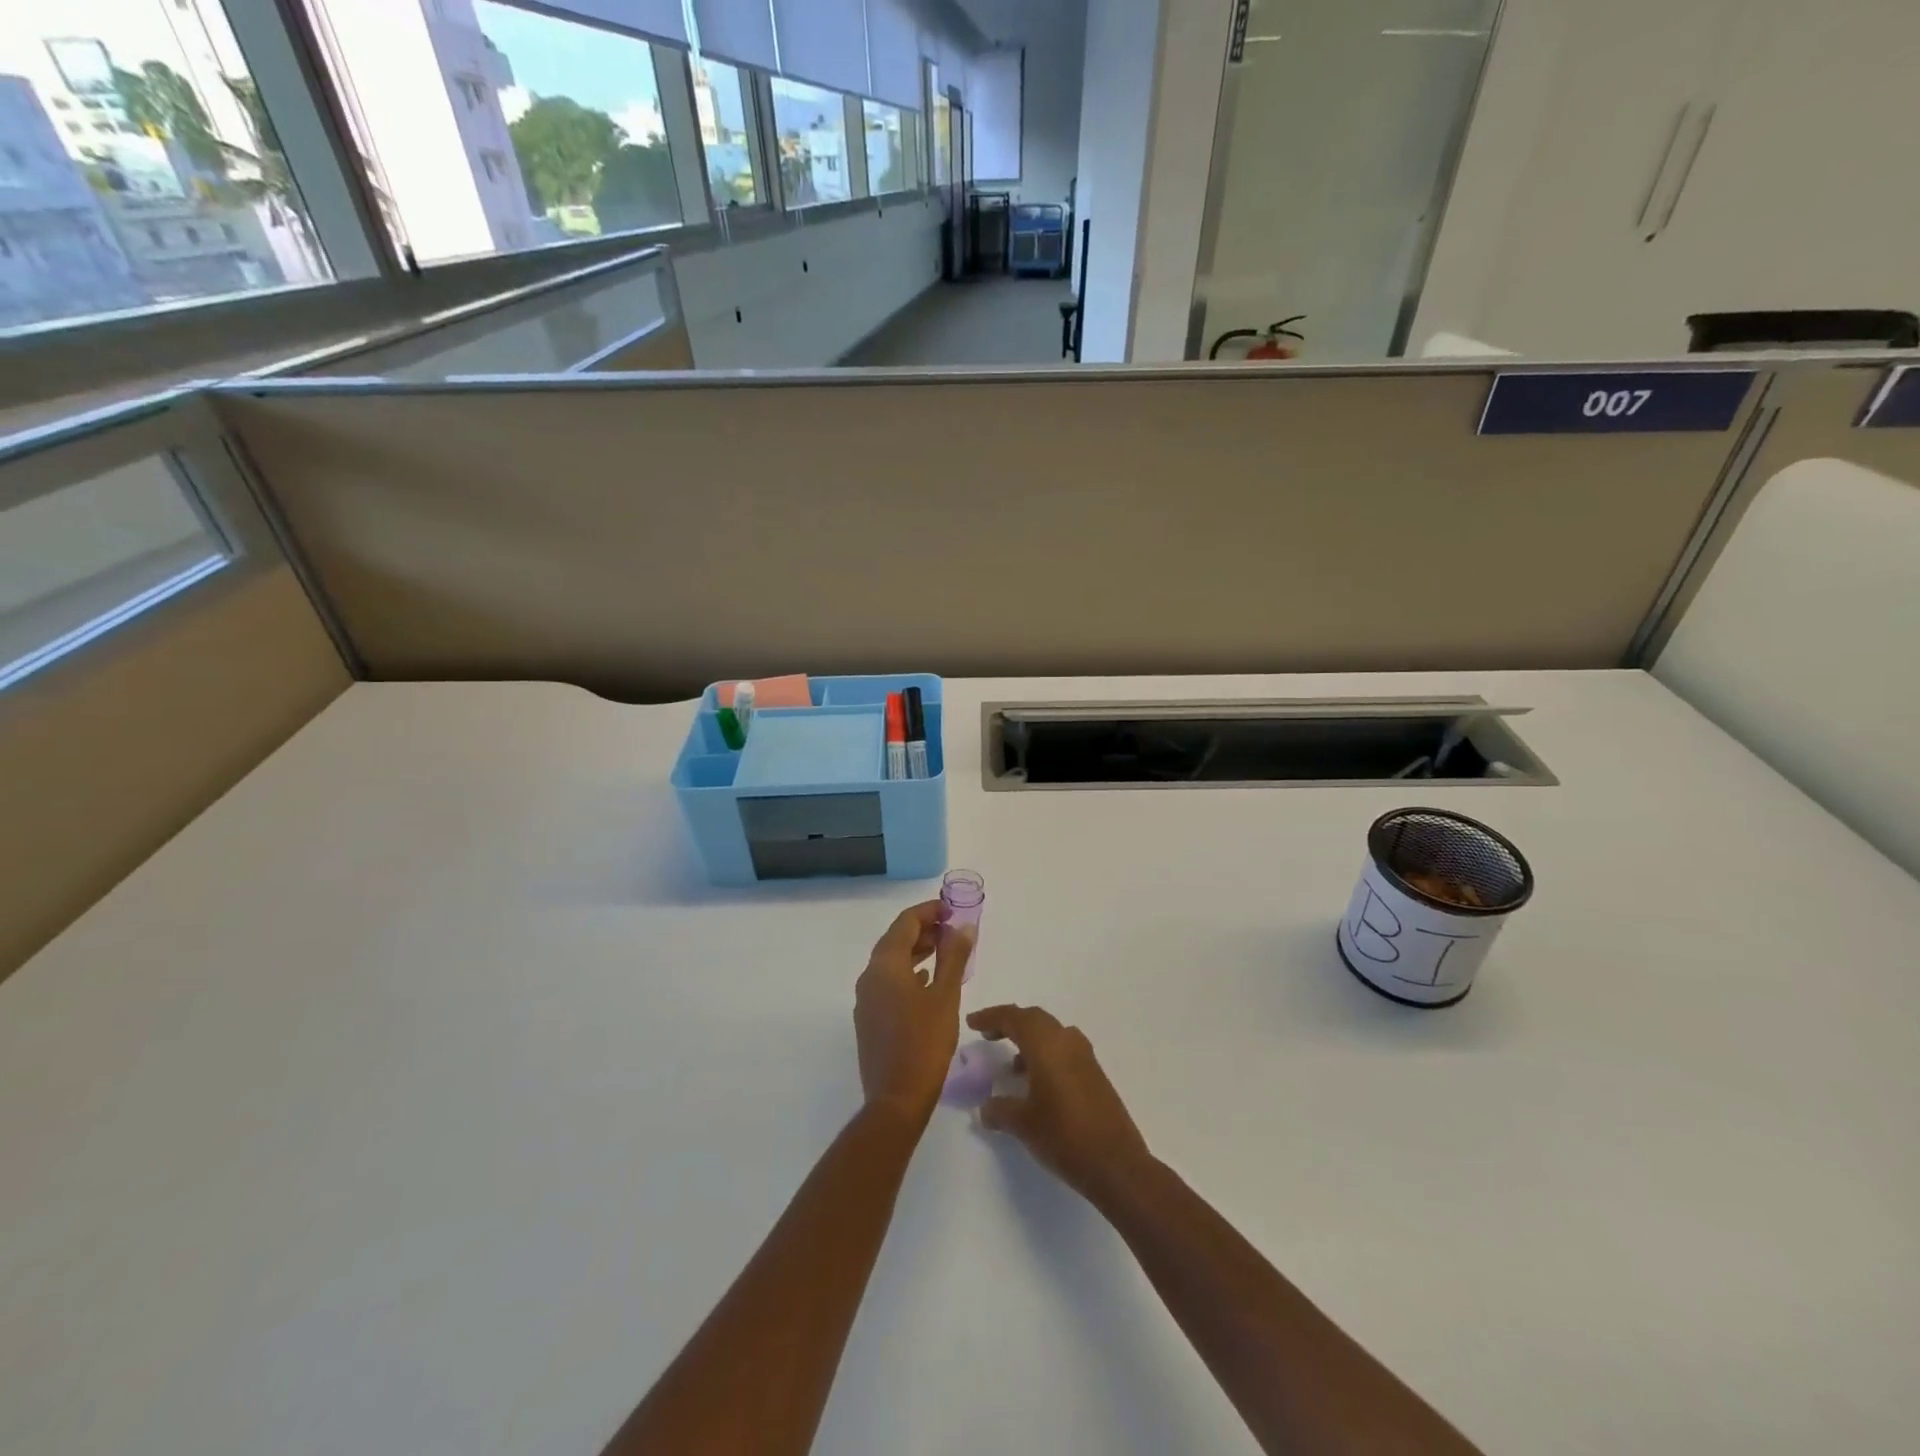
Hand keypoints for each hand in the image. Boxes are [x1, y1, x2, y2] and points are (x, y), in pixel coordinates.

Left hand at [854, 902, 972, 1121]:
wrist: (896, 1098)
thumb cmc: (925, 1042)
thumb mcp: (946, 996)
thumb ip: (954, 957)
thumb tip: (963, 927)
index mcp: (885, 965)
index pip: (905, 923)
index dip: (928, 911)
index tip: (951, 909)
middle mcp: (869, 976)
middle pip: (895, 940)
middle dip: (923, 930)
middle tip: (952, 929)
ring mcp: (866, 998)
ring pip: (891, 962)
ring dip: (916, 951)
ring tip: (945, 950)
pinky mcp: (870, 1018)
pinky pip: (888, 982)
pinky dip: (908, 973)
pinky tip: (928, 980)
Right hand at [967, 1005, 1154, 1205]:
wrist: (1116, 1164)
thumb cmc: (1063, 1136)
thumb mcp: (1023, 1124)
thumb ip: (1000, 1110)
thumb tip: (986, 1108)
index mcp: (1046, 1044)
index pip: (1013, 1017)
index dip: (991, 1017)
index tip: (972, 1023)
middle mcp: (1066, 1041)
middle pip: (1034, 1019)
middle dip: (1010, 1023)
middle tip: (989, 1035)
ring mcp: (1084, 1056)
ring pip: (1051, 1033)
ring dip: (1030, 1040)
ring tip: (1012, 1066)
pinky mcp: (1095, 1073)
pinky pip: (1064, 1050)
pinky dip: (1046, 1055)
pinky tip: (1037, 1083)